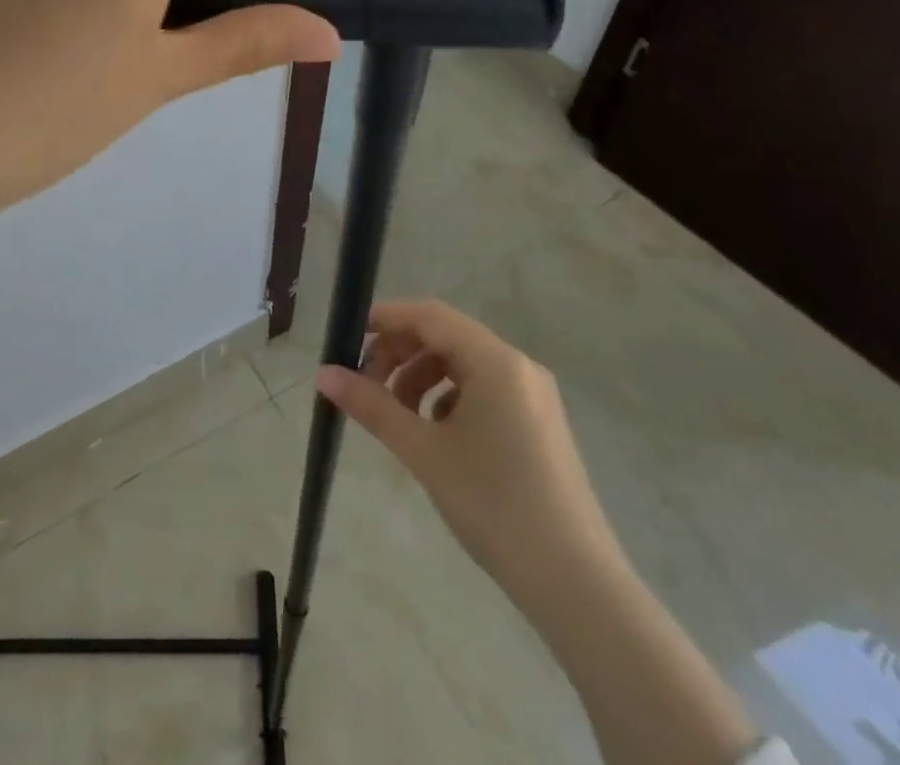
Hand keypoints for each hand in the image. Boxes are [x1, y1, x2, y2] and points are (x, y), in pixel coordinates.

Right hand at [320, 300, 762, 764]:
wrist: (576, 584)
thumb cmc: (494, 505)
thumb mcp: (423, 452)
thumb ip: (371, 406)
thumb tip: (323, 374)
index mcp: (494, 361)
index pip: (429, 316)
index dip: (385, 319)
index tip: (347, 337)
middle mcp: (518, 365)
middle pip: (446, 337)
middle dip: (400, 353)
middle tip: (365, 384)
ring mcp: (533, 394)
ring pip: (464, 364)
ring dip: (422, 377)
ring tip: (397, 415)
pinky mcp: (539, 422)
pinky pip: (484, 389)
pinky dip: (450, 398)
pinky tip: (435, 434)